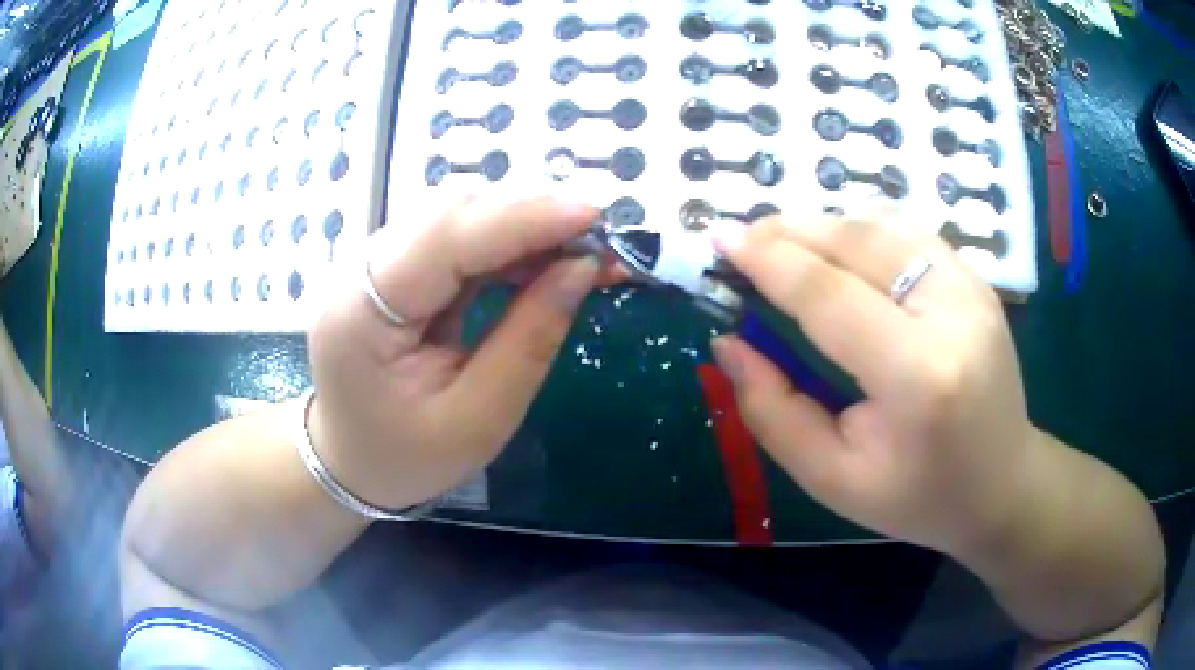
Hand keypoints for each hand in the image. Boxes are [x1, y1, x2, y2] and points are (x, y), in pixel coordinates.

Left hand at [307, 197, 607, 510]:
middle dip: (530, 217)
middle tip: (597, 241)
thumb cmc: (406, 457)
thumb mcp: (478, 419)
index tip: (595, 217)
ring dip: (522, 227)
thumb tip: (582, 266)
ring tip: (577, 252)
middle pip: (449, 214)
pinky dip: (503, 243)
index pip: (445, 239)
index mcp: (360, 314)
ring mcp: (370, 264)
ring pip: (454, 217)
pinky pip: (453, 239)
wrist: (349, 463)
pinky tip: (539, 260)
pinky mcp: (389, 268)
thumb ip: (530, 339)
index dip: (524, 219)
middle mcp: (357, 271)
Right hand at [710, 215, 1035, 554]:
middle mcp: (951, 313)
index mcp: (918, 377)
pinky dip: (860, 231)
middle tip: (742, 240)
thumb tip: (729, 343)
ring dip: (823, 226)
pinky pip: (908, 233)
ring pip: (882, 225)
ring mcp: (972, 288)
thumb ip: (773, 411)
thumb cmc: (918, 497)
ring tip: (782, 245)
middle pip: (857, 241)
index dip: (768, 260)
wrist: (1002, 484)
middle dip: (789, 232)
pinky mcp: (977, 280)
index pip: (830, 295)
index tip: (720, 239)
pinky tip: (838, 252)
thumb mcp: (832, 478)